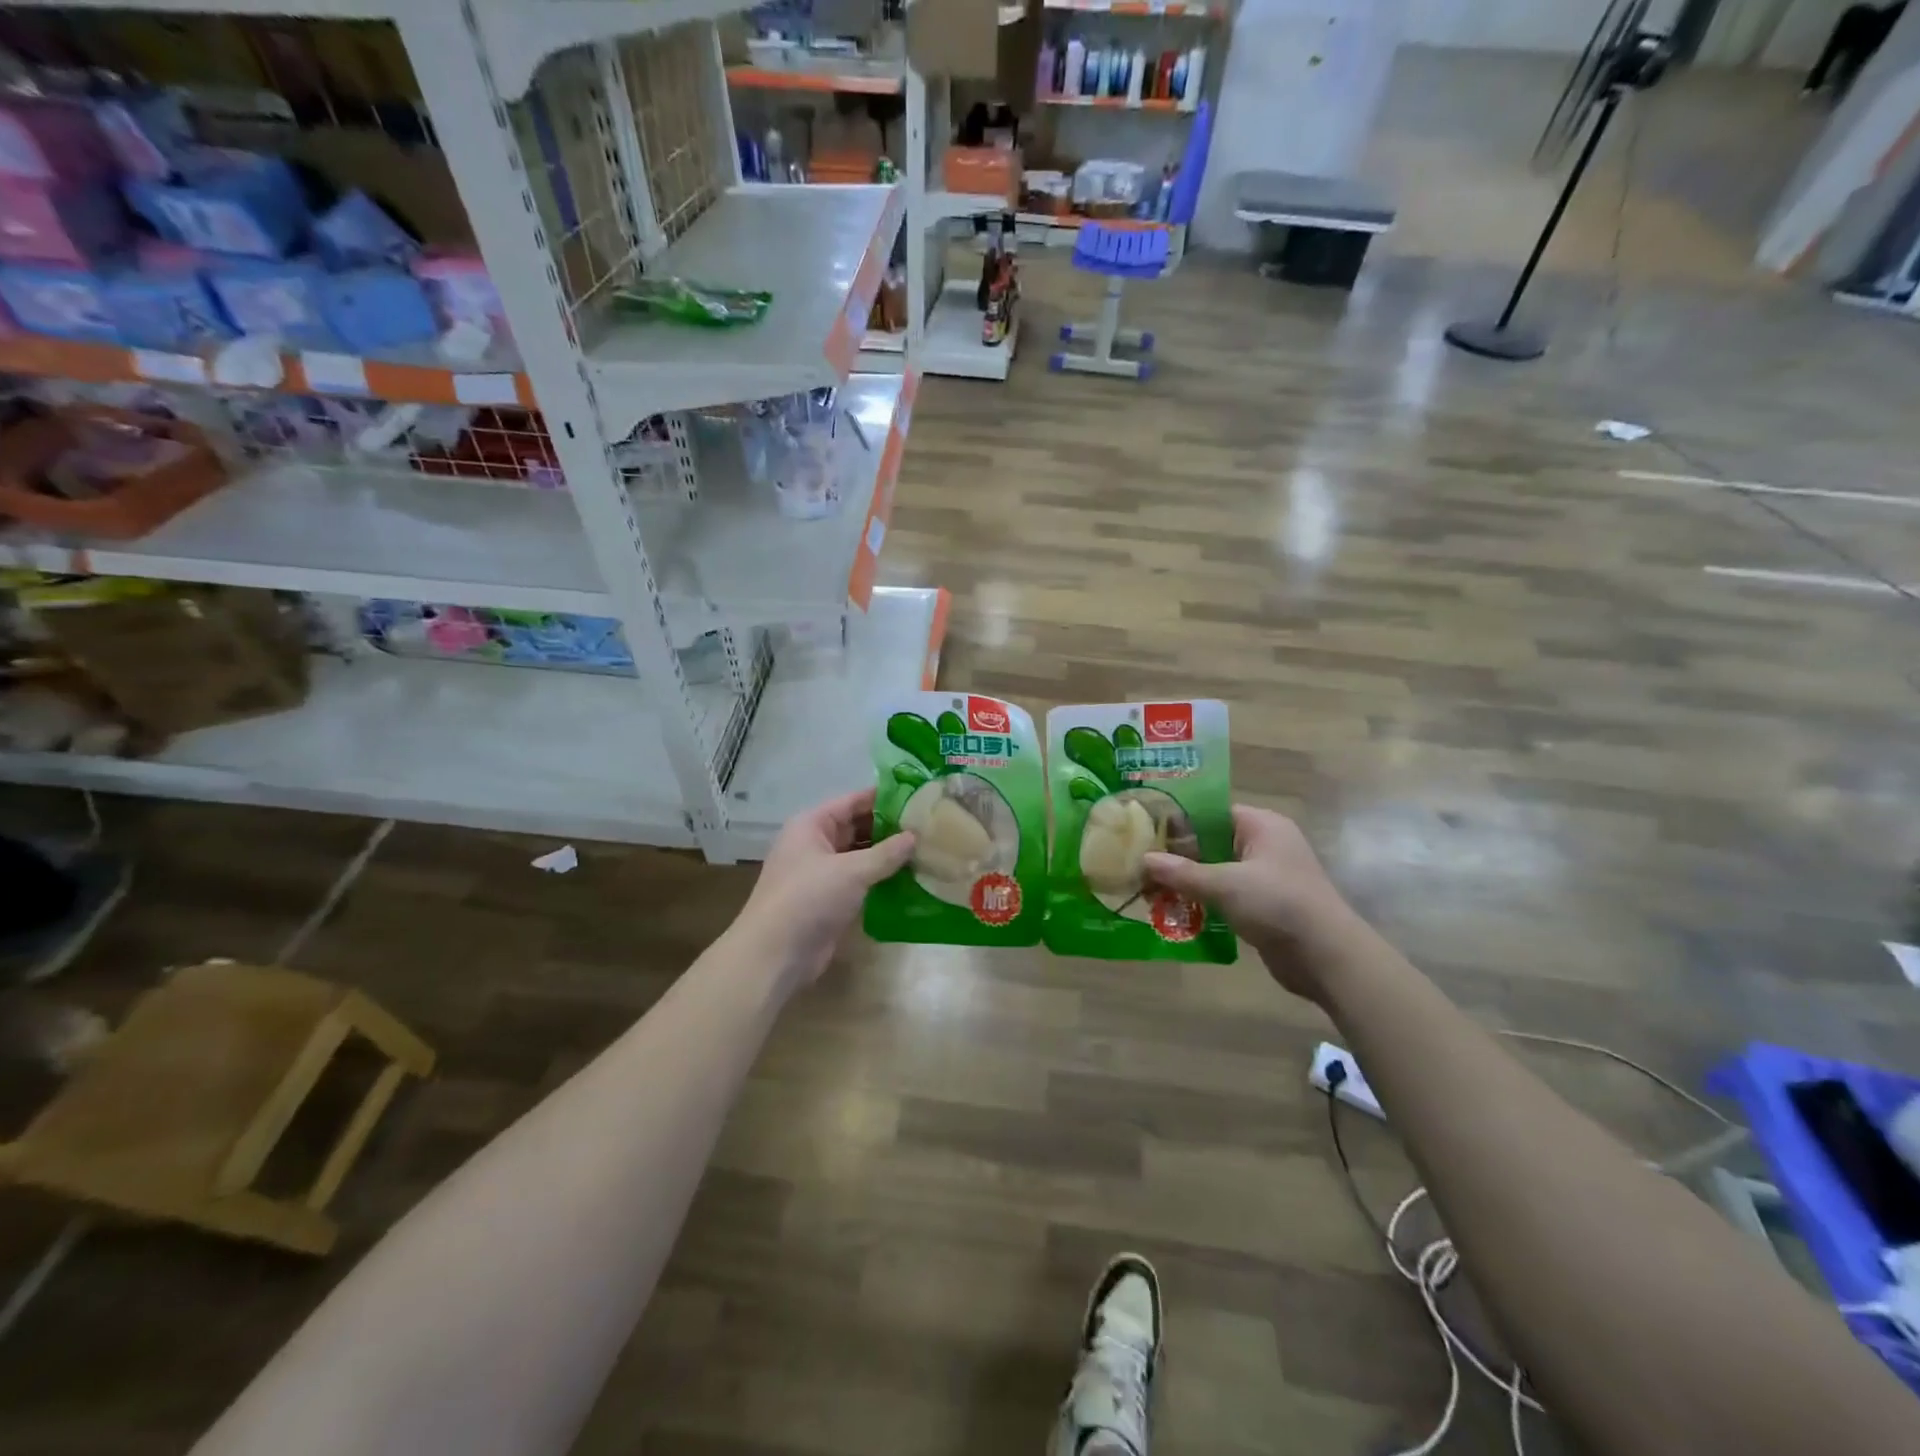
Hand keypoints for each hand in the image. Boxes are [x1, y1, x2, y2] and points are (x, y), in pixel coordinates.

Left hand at [732, 788, 914, 990]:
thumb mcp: (851, 871)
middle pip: (857, 827)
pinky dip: (881, 878)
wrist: (775, 955)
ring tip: (926, 850)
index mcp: (812, 825)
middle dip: (890, 828)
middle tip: (929, 826)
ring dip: (888, 855)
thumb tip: (915, 836)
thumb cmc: (808, 898)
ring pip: (861, 855)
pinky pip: (860, 880)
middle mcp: (815, 844)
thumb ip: (886, 853)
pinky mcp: (830, 899)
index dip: (884, 798)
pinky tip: (911, 878)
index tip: (918, 796)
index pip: (853, 801)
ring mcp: (822, 873)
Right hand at [1143, 806, 1355, 1003]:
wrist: (1327, 956)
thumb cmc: (1278, 904)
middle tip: (1138, 864)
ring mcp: (1265, 877)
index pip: (1211, 812)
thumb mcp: (1225, 884)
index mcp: (1261, 825)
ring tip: (1148, 889)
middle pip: (1211, 842)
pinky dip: (1203, 901)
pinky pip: (1225, 895)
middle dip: (1177, 856)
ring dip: (1187, 882)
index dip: (1178, 822)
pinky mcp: (1264, 905)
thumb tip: (1144, 859)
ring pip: (1216, 871)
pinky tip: (1173, 911)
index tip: (1144, 833)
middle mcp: (1264, 845)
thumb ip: (1182, 872)